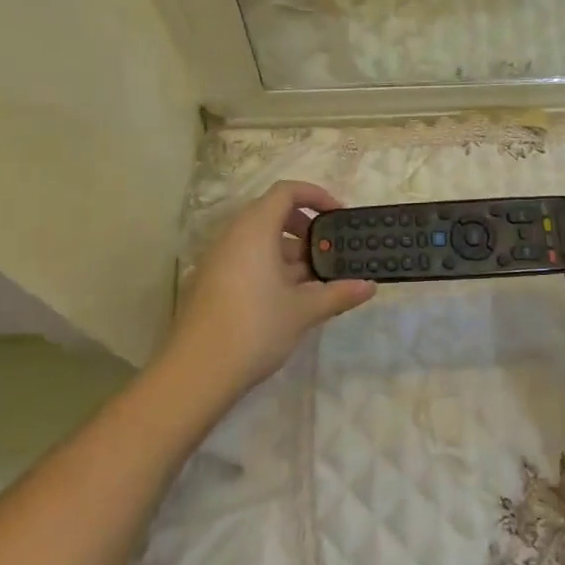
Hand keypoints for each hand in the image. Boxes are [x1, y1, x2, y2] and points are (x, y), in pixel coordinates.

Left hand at [162, 180, 374, 403]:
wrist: (196, 373)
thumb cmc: (255, 328)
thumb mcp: (303, 310)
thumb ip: (338, 293)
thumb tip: (369, 286)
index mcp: (255, 229)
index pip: (286, 191)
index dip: (316, 195)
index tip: (338, 215)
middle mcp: (233, 235)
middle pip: (272, 213)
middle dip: (305, 228)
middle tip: (328, 251)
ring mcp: (218, 259)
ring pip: (259, 240)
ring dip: (289, 253)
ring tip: (314, 281)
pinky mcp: (210, 282)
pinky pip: (246, 259)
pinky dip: (270, 267)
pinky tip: (288, 299)